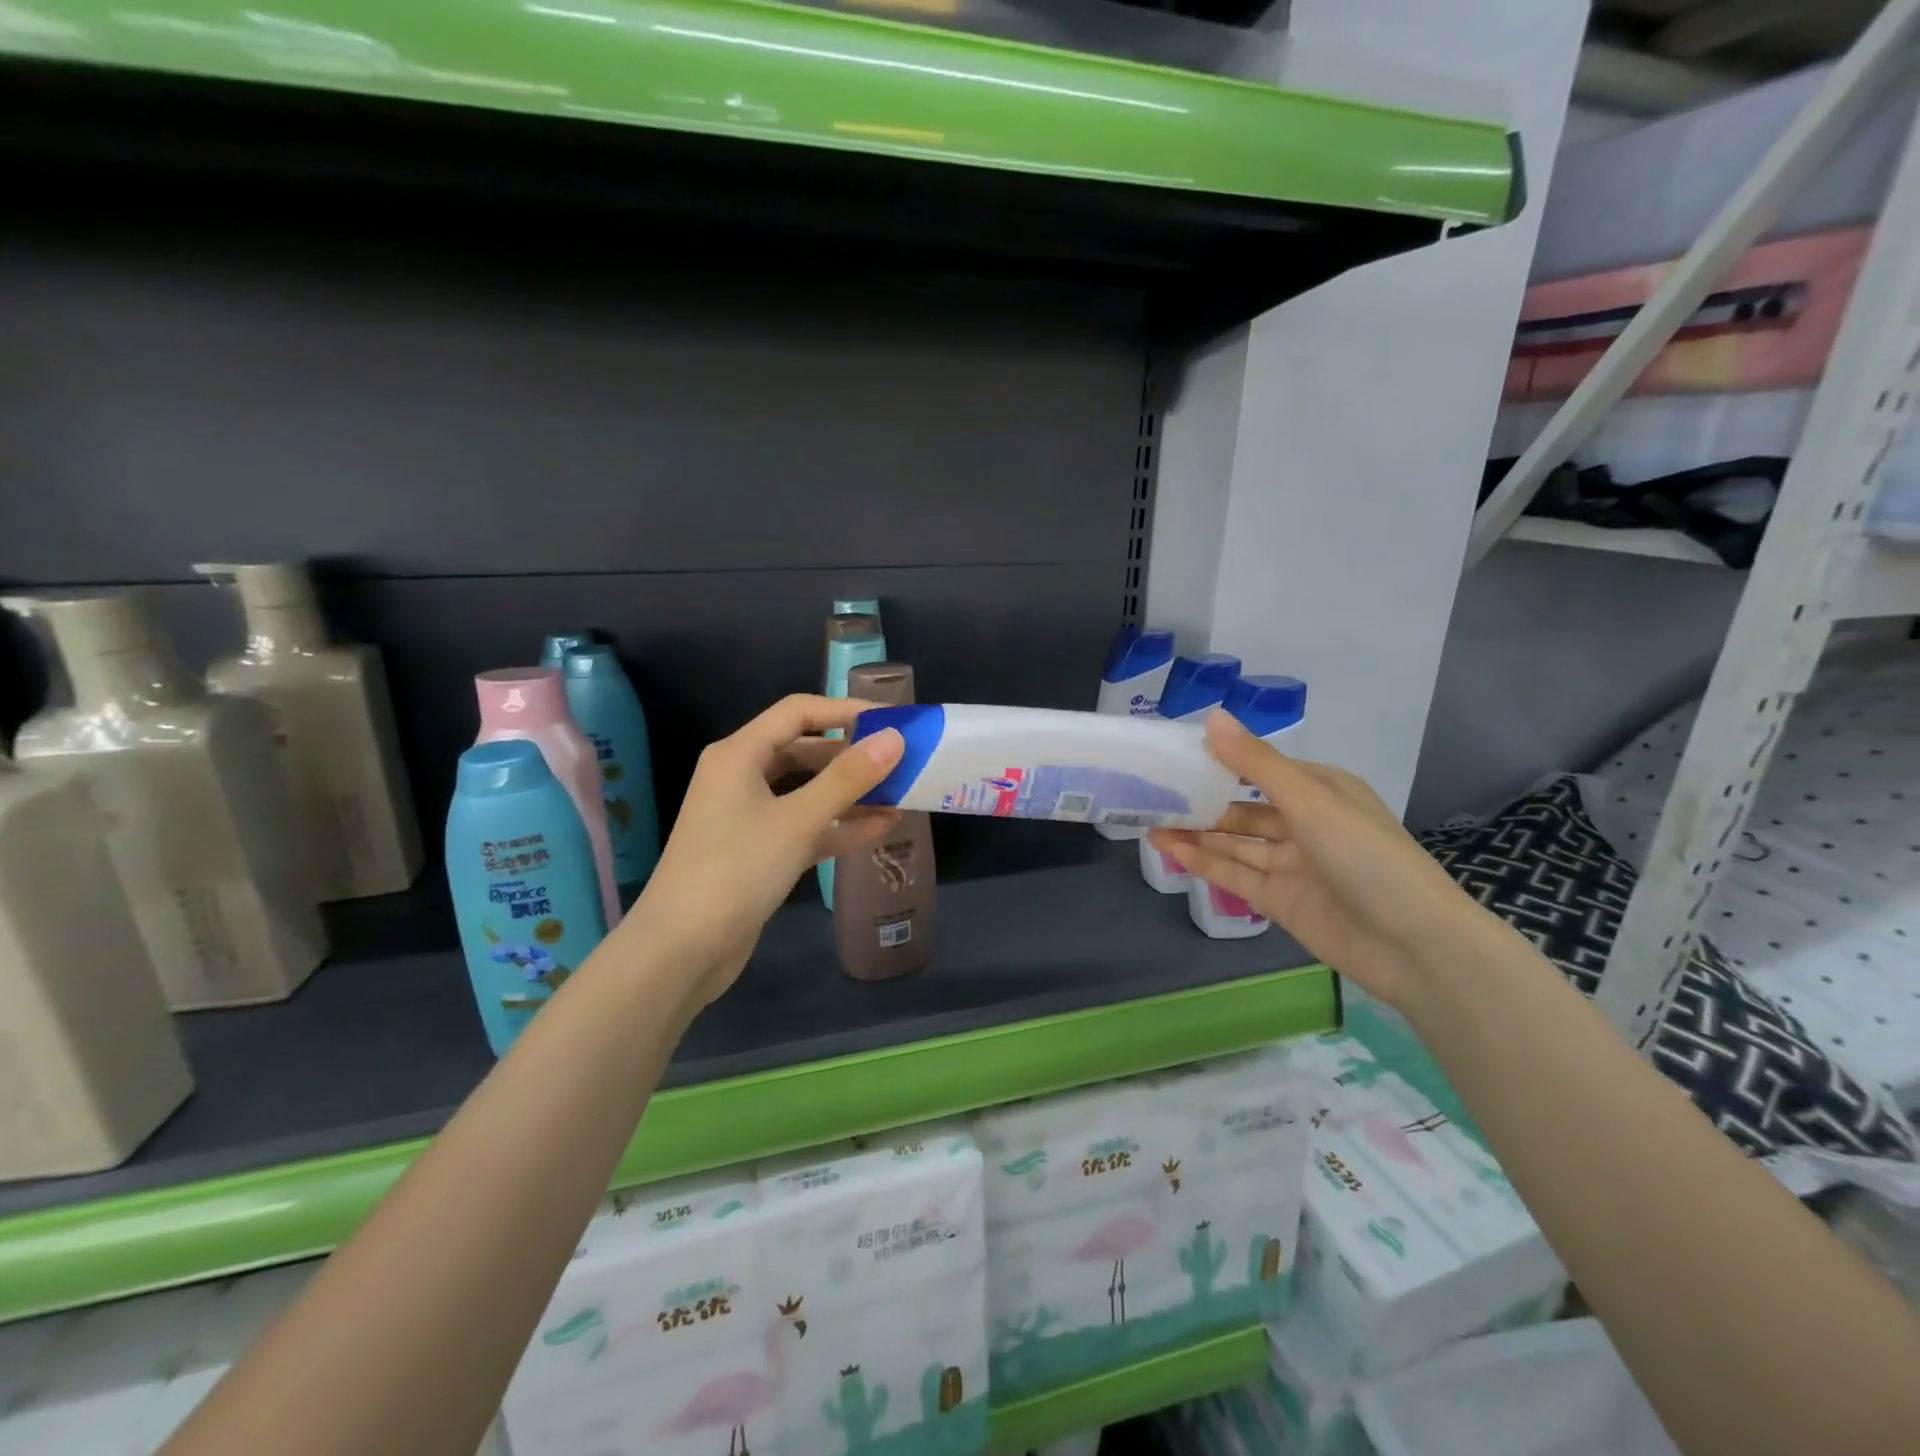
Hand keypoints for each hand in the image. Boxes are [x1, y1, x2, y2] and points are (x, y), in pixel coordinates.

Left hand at [614, 694, 902, 1007]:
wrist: (682, 950)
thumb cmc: (736, 870)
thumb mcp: (798, 820)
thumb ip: (848, 778)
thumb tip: (895, 738)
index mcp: (739, 754)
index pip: (798, 712)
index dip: (846, 711)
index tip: (892, 720)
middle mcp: (742, 777)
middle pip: (805, 750)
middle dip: (852, 756)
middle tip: (901, 761)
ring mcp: (749, 816)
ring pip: (808, 791)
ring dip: (850, 793)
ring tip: (900, 794)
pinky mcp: (759, 852)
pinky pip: (805, 826)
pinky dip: (838, 825)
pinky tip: (880, 828)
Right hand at [1147, 711, 1496, 1009]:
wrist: (1414, 946)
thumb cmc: (1367, 856)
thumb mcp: (1310, 800)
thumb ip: (1256, 762)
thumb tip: (1211, 717)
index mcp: (1320, 790)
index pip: (1259, 768)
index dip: (1218, 761)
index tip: (1174, 754)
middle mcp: (1304, 823)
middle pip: (1242, 808)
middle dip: (1201, 801)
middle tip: (1151, 793)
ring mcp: (1291, 865)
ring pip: (1234, 843)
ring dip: (1195, 833)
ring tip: (1149, 821)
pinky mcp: (1280, 901)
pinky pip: (1235, 875)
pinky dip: (1203, 862)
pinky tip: (1169, 849)